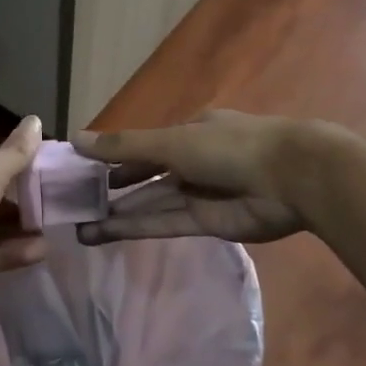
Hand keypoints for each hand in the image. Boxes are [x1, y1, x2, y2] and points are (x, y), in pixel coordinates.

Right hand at [71, 110, 309, 244]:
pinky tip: (104, 233)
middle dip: (112, 191)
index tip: (82, 171)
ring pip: (151, 204)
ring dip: (118, 215)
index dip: (113, 159)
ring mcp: (200, 194)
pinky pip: (164, 223)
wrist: (291, 179)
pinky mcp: (207, 223)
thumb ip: (124, 147)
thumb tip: (74, 139)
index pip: (144, 146)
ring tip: (80, 227)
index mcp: (189, 133)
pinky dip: (136, 228)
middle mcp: (192, 162)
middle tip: (75, 205)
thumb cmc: (229, 147)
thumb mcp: (171, 142)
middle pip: (145, 177)